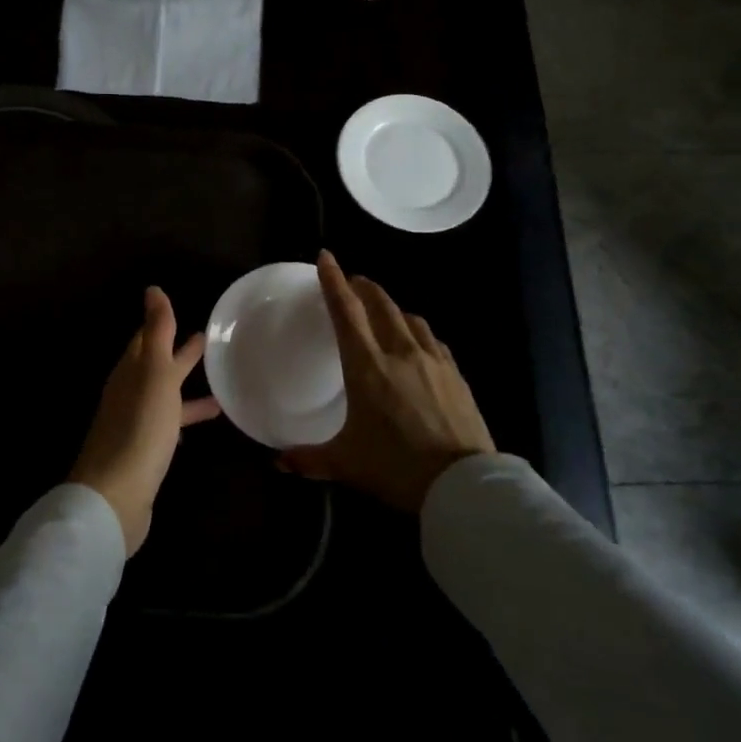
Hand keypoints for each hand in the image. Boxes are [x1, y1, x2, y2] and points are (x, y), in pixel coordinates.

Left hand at [70, 286, 221, 555]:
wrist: (116, 496)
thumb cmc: (139, 427)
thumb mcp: (154, 372)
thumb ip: (157, 332)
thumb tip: (153, 289)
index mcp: (130, 372)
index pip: (146, 339)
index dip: (163, 325)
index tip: (185, 312)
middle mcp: (129, 394)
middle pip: (156, 367)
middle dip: (179, 354)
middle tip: (207, 341)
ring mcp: (136, 425)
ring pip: (165, 397)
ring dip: (186, 388)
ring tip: (220, 386)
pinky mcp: (145, 453)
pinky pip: (169, 425)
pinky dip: (185, 418)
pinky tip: (203, 427)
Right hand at [279, 251, 495, 511]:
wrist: (462, 485)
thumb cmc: (396, 467)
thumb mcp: (346, 464)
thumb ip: (309, 458)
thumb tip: (278, 462)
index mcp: (367, 366)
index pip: (346, 311)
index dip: (333, 280)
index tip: (326, 257)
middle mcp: (399, 352)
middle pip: (380, 304)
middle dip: (363, 287)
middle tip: (352, 283)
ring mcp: (432, 360)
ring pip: (409, 317)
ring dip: (391, 307)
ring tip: (382, 313)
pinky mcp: (456, 374)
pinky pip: (432, 339)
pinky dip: (417, 331)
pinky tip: (416, 343)